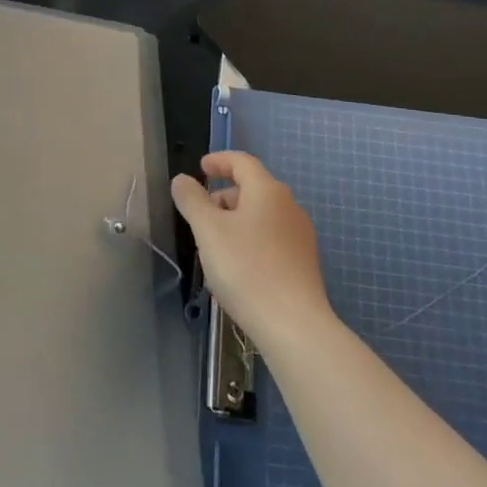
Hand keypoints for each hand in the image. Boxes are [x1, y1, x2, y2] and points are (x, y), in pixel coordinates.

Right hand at [171, 151, 331, 350]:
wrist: (293, 325)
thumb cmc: (246, 268)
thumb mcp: (208, 230)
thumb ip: (192, 200)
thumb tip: (182, 180)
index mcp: (268, 191)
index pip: (242, 162)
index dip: (219, 161)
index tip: (200, 168)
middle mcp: (289, 206)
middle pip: (253, 188)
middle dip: (224, 195)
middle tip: (200, 214)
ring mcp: (300, 236)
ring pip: (262, 215)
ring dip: (236, 219)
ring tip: (214, 243)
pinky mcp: (303, 263)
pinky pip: (271, 237)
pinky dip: (251, 238)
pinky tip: (238, 265)